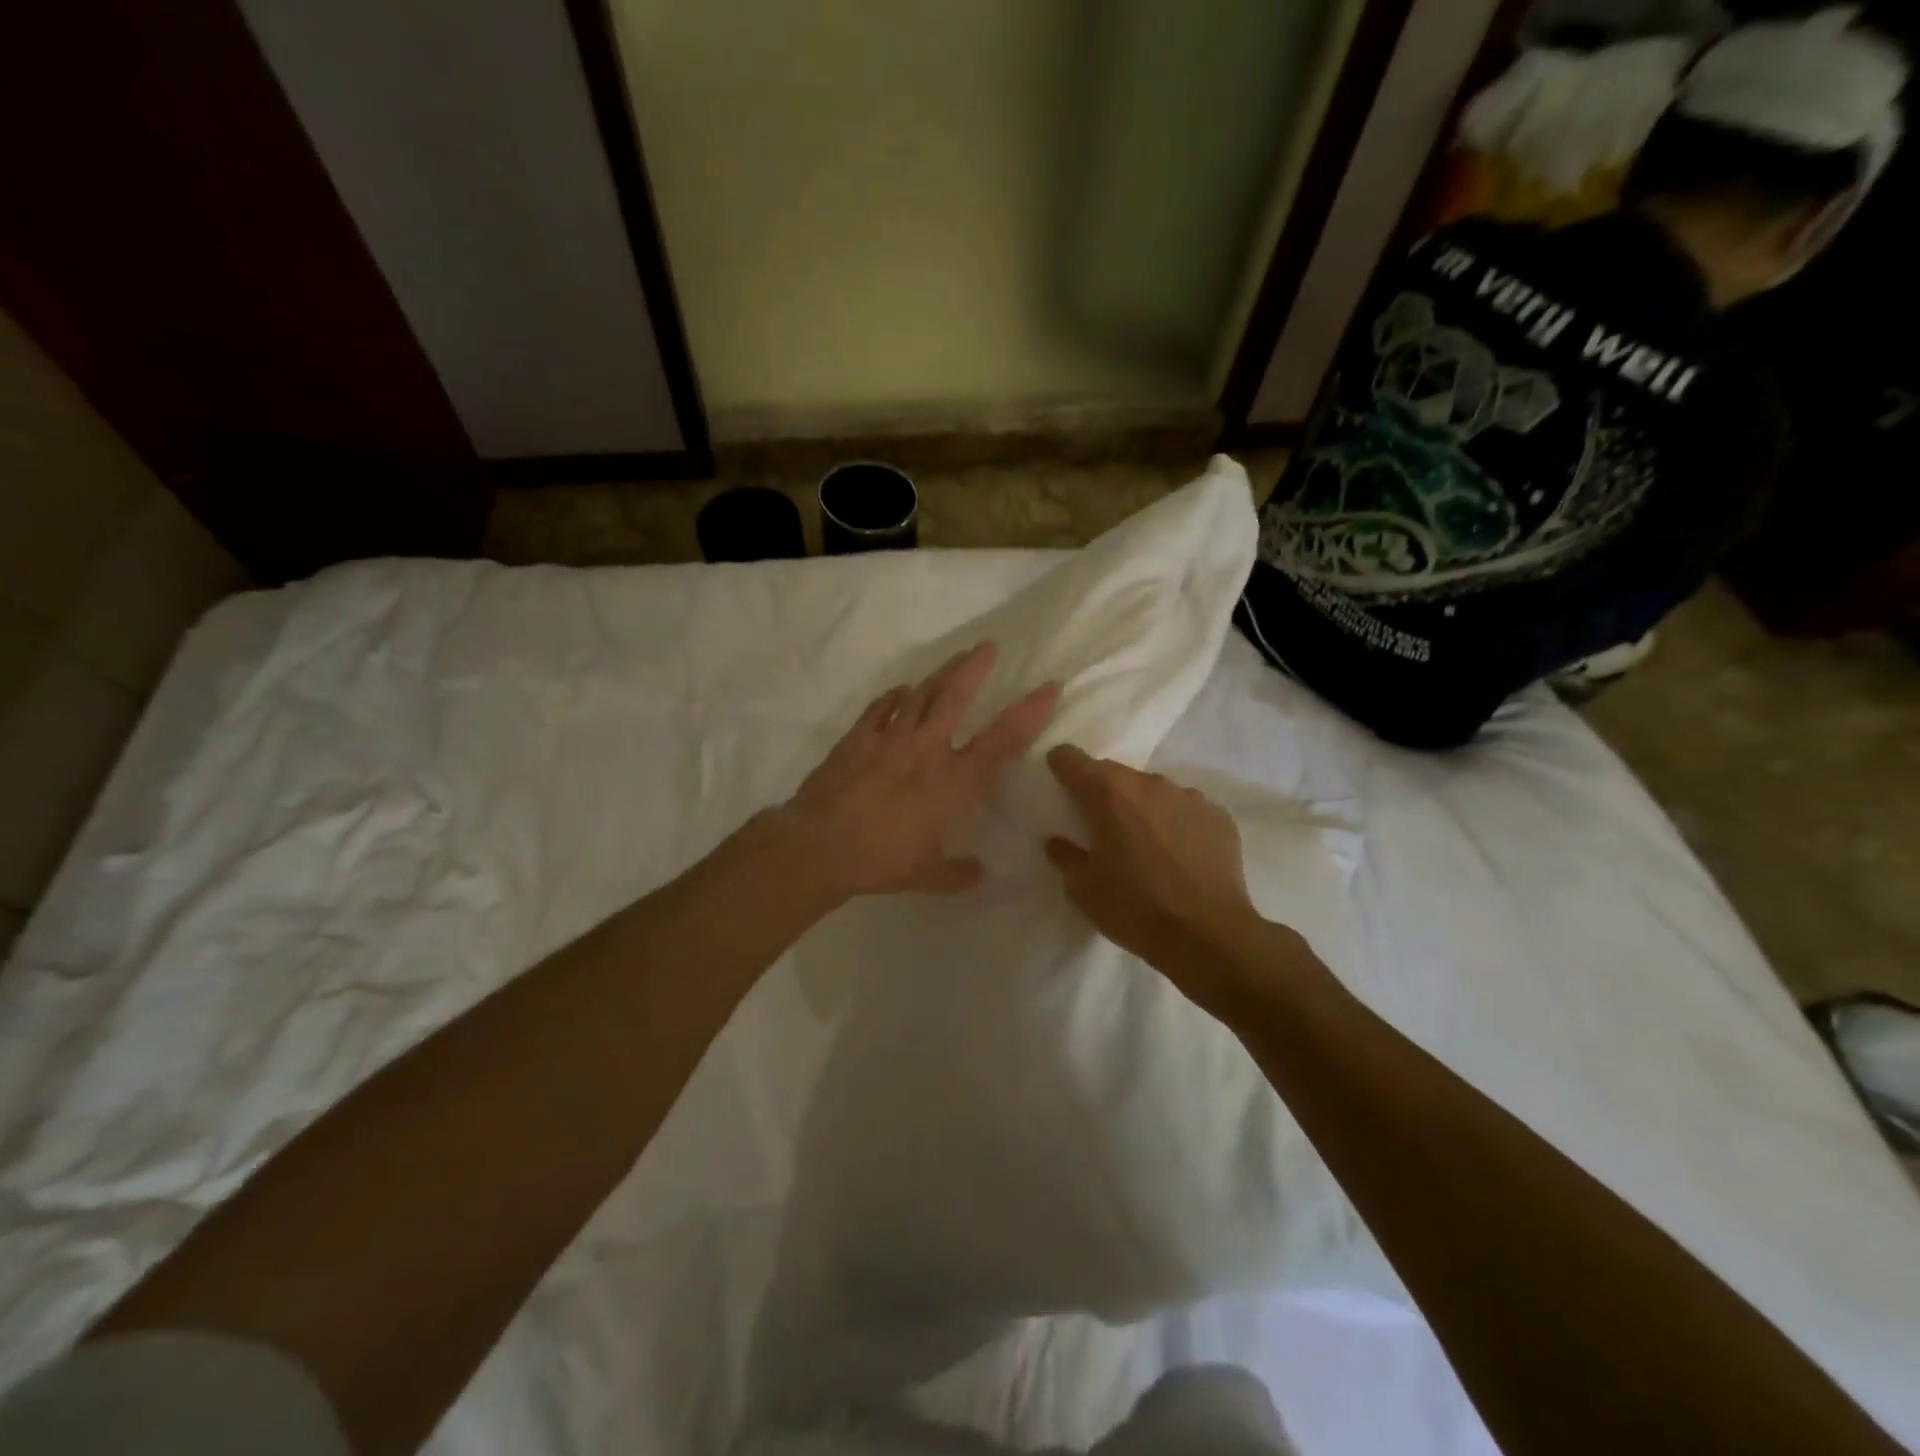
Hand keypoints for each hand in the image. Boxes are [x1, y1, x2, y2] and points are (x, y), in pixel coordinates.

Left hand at [779, 642, 1057, 899]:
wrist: (818, 846)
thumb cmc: (880, 861)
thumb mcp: (927, 875)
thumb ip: (958, 873)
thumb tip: (980, 874)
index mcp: (953, 782)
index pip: (1002, 741)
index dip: (1029, 713)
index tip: (1048, 687)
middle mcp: (926, 750)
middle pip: (955, 696)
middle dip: (975, 668)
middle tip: (988, 646)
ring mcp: (889, 739)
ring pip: (920, 694)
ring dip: (940, 674)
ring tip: (954, 660)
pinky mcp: (857, 738)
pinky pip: (881, 708)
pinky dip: (895, 696)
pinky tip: (901, 691)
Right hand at [1045, 745, 1299, 1006]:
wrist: (1209, 936)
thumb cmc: (1135, 909)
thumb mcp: (1084, 890)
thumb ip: (1065, 856)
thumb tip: (1057, 841)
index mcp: (1108, 794)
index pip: (1072, 759)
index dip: (1061, 766)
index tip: (1057, 780)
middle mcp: (1148, 784)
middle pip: (1114, 774)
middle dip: (1102, 792)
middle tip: (1099, 824)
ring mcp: (1188, 796)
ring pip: (1152, 790)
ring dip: (1141, 807)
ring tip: (1143, 842)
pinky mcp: (1218, 815)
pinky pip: (1185, 809)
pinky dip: (1175, 822)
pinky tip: (1177, 853)